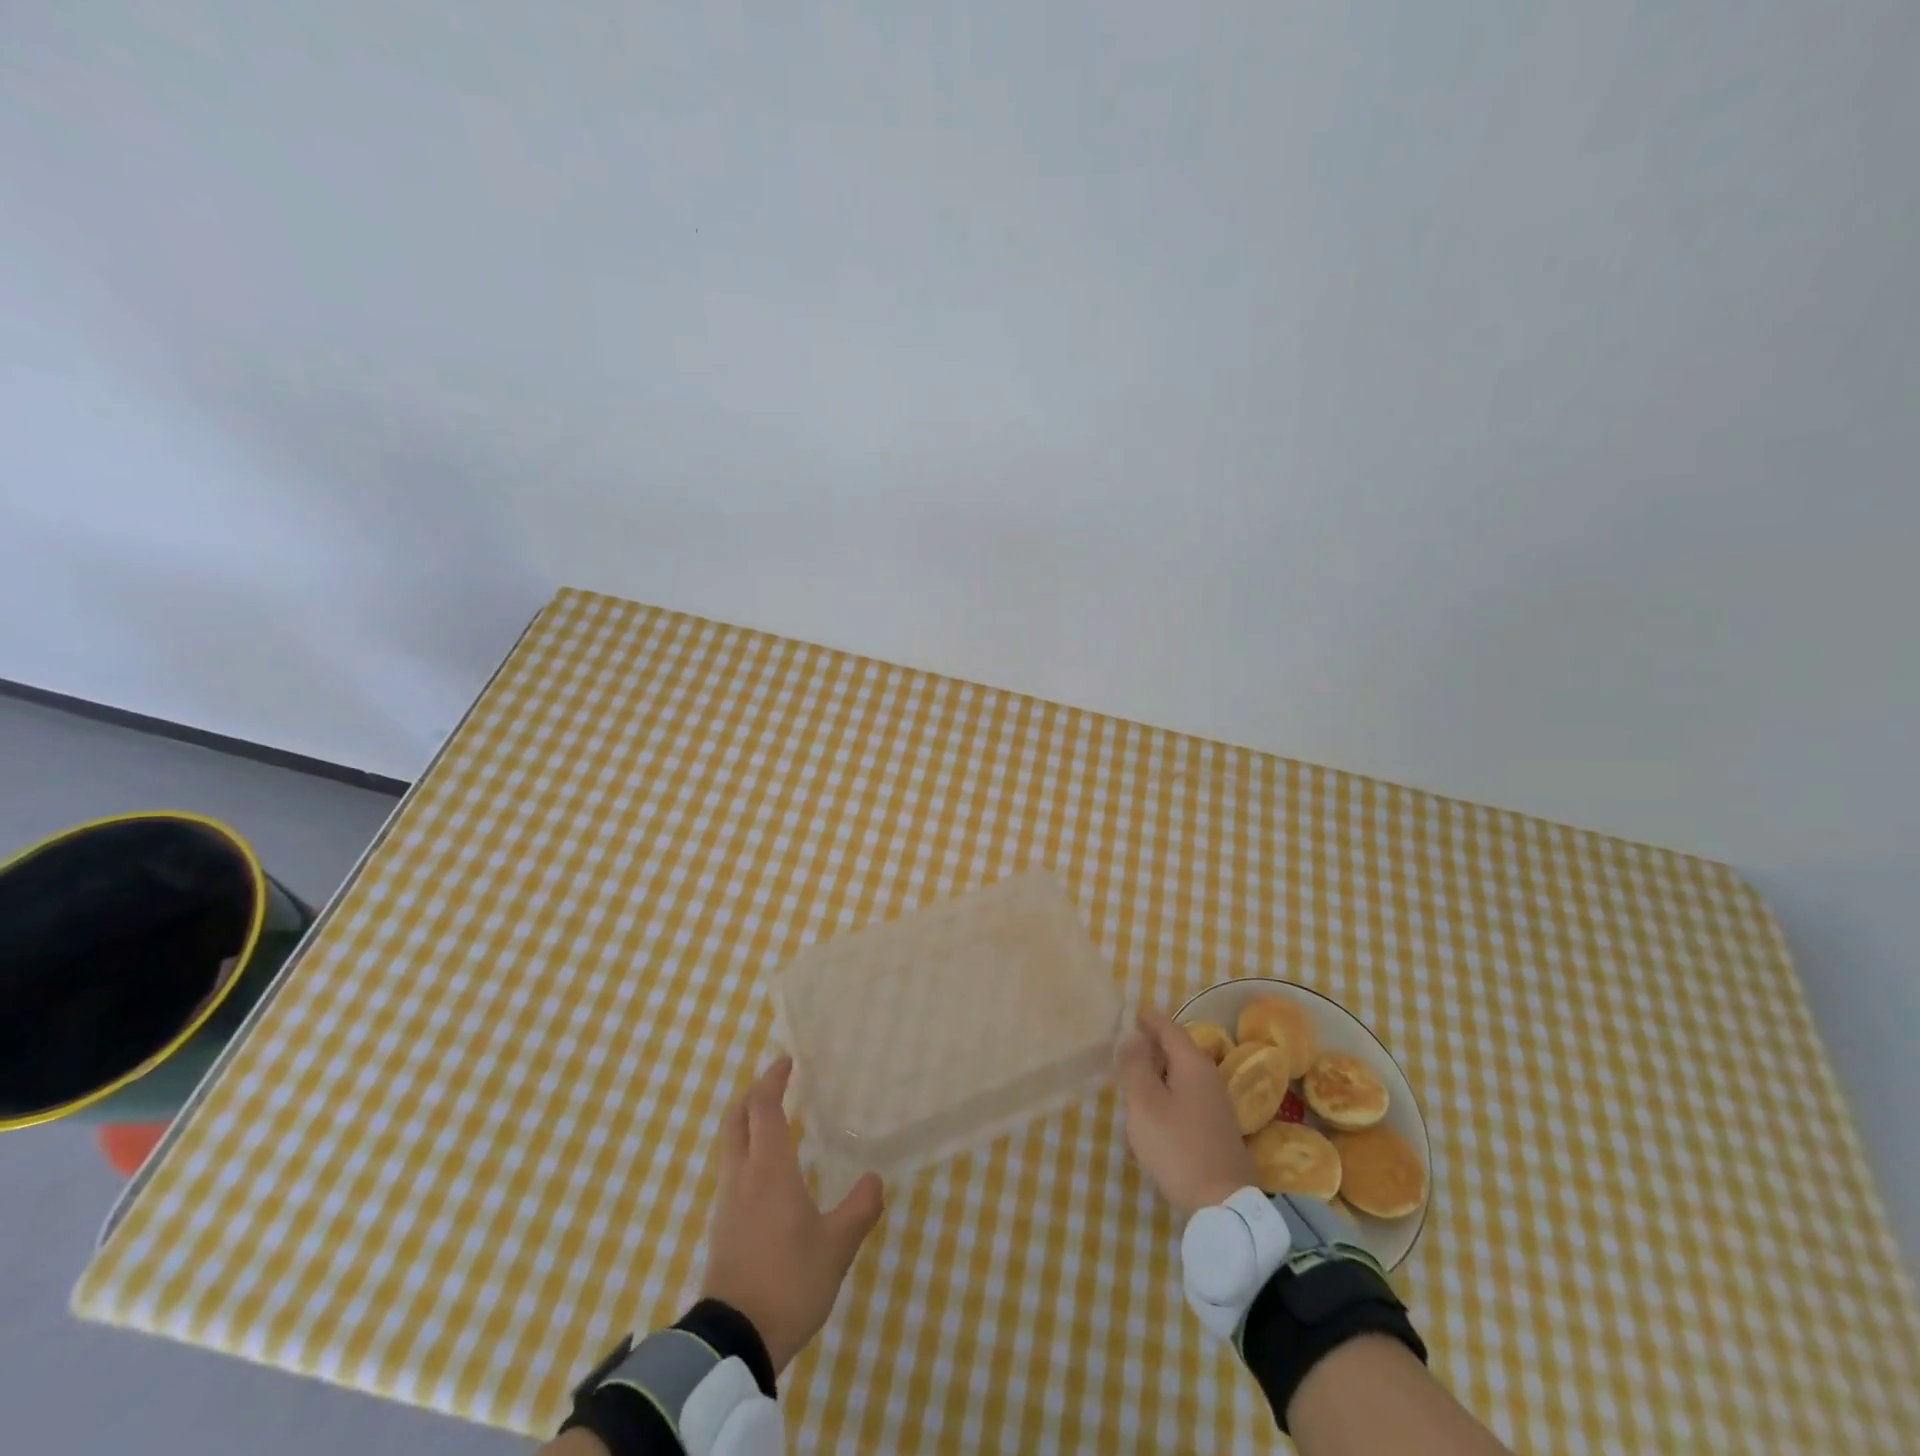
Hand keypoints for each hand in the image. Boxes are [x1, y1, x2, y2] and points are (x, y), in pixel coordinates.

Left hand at [699, 1057, 885, 1372]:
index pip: (764, 1108)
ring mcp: (727, 1203)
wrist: (733, 1343)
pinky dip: (747, 1152)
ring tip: (776, 1122)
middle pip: (736, 1119)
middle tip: (778, 1083)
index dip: (773, 1079)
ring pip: (730, 1145)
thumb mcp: (837, 1246)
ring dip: (748, 1123)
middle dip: (754, 1094)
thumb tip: (875, 1179)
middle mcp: (742, 1176)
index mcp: (769, 1169)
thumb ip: (860, 1208)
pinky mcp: (722, 1228)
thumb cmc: (788, 1282)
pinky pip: (732, 1171)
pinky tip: (768, 1172)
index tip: (788, 1061)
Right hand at [1117, 1008, 1257, 1219]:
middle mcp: (1208, 1078)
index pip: (1169, 1028)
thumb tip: (1132, 1035)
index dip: (1149, 1019)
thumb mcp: (1145, 1103)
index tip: (1131, 1013)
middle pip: (1174, 1054)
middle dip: (1148, 1054)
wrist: (1223, 1206)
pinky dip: (1163, 1109)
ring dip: (1152, 1087)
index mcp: (1192, 1064)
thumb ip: (1135, 1065)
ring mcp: (1214, 1106)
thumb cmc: (1178, 1146)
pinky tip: (1147, 1136)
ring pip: (1176, 1083)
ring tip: (1129, 1105)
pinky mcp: (1214, 1131)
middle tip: (1122, 1057)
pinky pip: (1182, 1107)